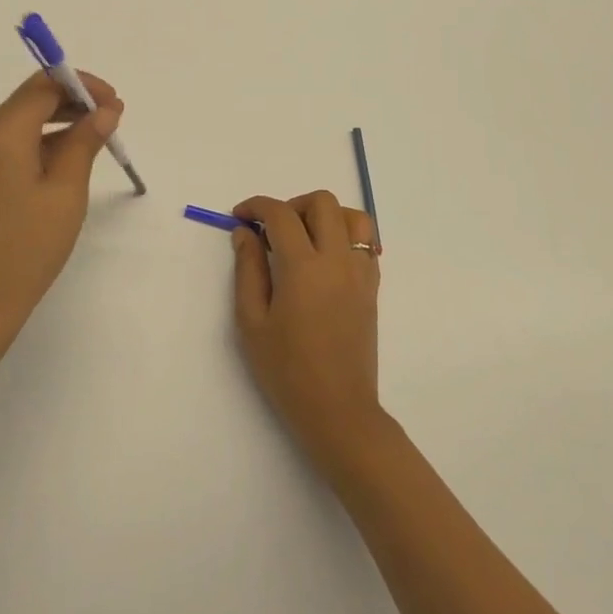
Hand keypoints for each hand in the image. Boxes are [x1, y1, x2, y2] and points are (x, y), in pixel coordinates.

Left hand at [0, 71, 124, 364]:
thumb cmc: (24, 252)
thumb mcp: (65, 195)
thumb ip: (84, 143)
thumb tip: (104, 111)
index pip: (43, 86)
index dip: (82, 86)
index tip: (115, 104)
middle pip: (27, 101)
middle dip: (70, 103)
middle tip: (111, 122)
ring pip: (15, 123)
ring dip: (54, 125)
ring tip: (93, 143)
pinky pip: (2, 146)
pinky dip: (33, 145)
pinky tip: (60, 164)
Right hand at [231, 191, 384, 465]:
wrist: (338, 410)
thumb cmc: (286, 370)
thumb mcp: (251, 321)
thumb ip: (248, 269)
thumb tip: (245, 233)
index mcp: (303, 268)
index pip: (280, 214)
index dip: (256, 206)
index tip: (240, 217)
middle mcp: (337, 260)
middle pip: (322, 202)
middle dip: (292, 204)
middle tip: (272, 229)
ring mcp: (360, 273)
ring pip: (352, 217)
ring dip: (325, 216)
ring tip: (302, 239)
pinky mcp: (372, 288)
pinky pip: (365, 243)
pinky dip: (344, 236)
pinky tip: (323, 260)